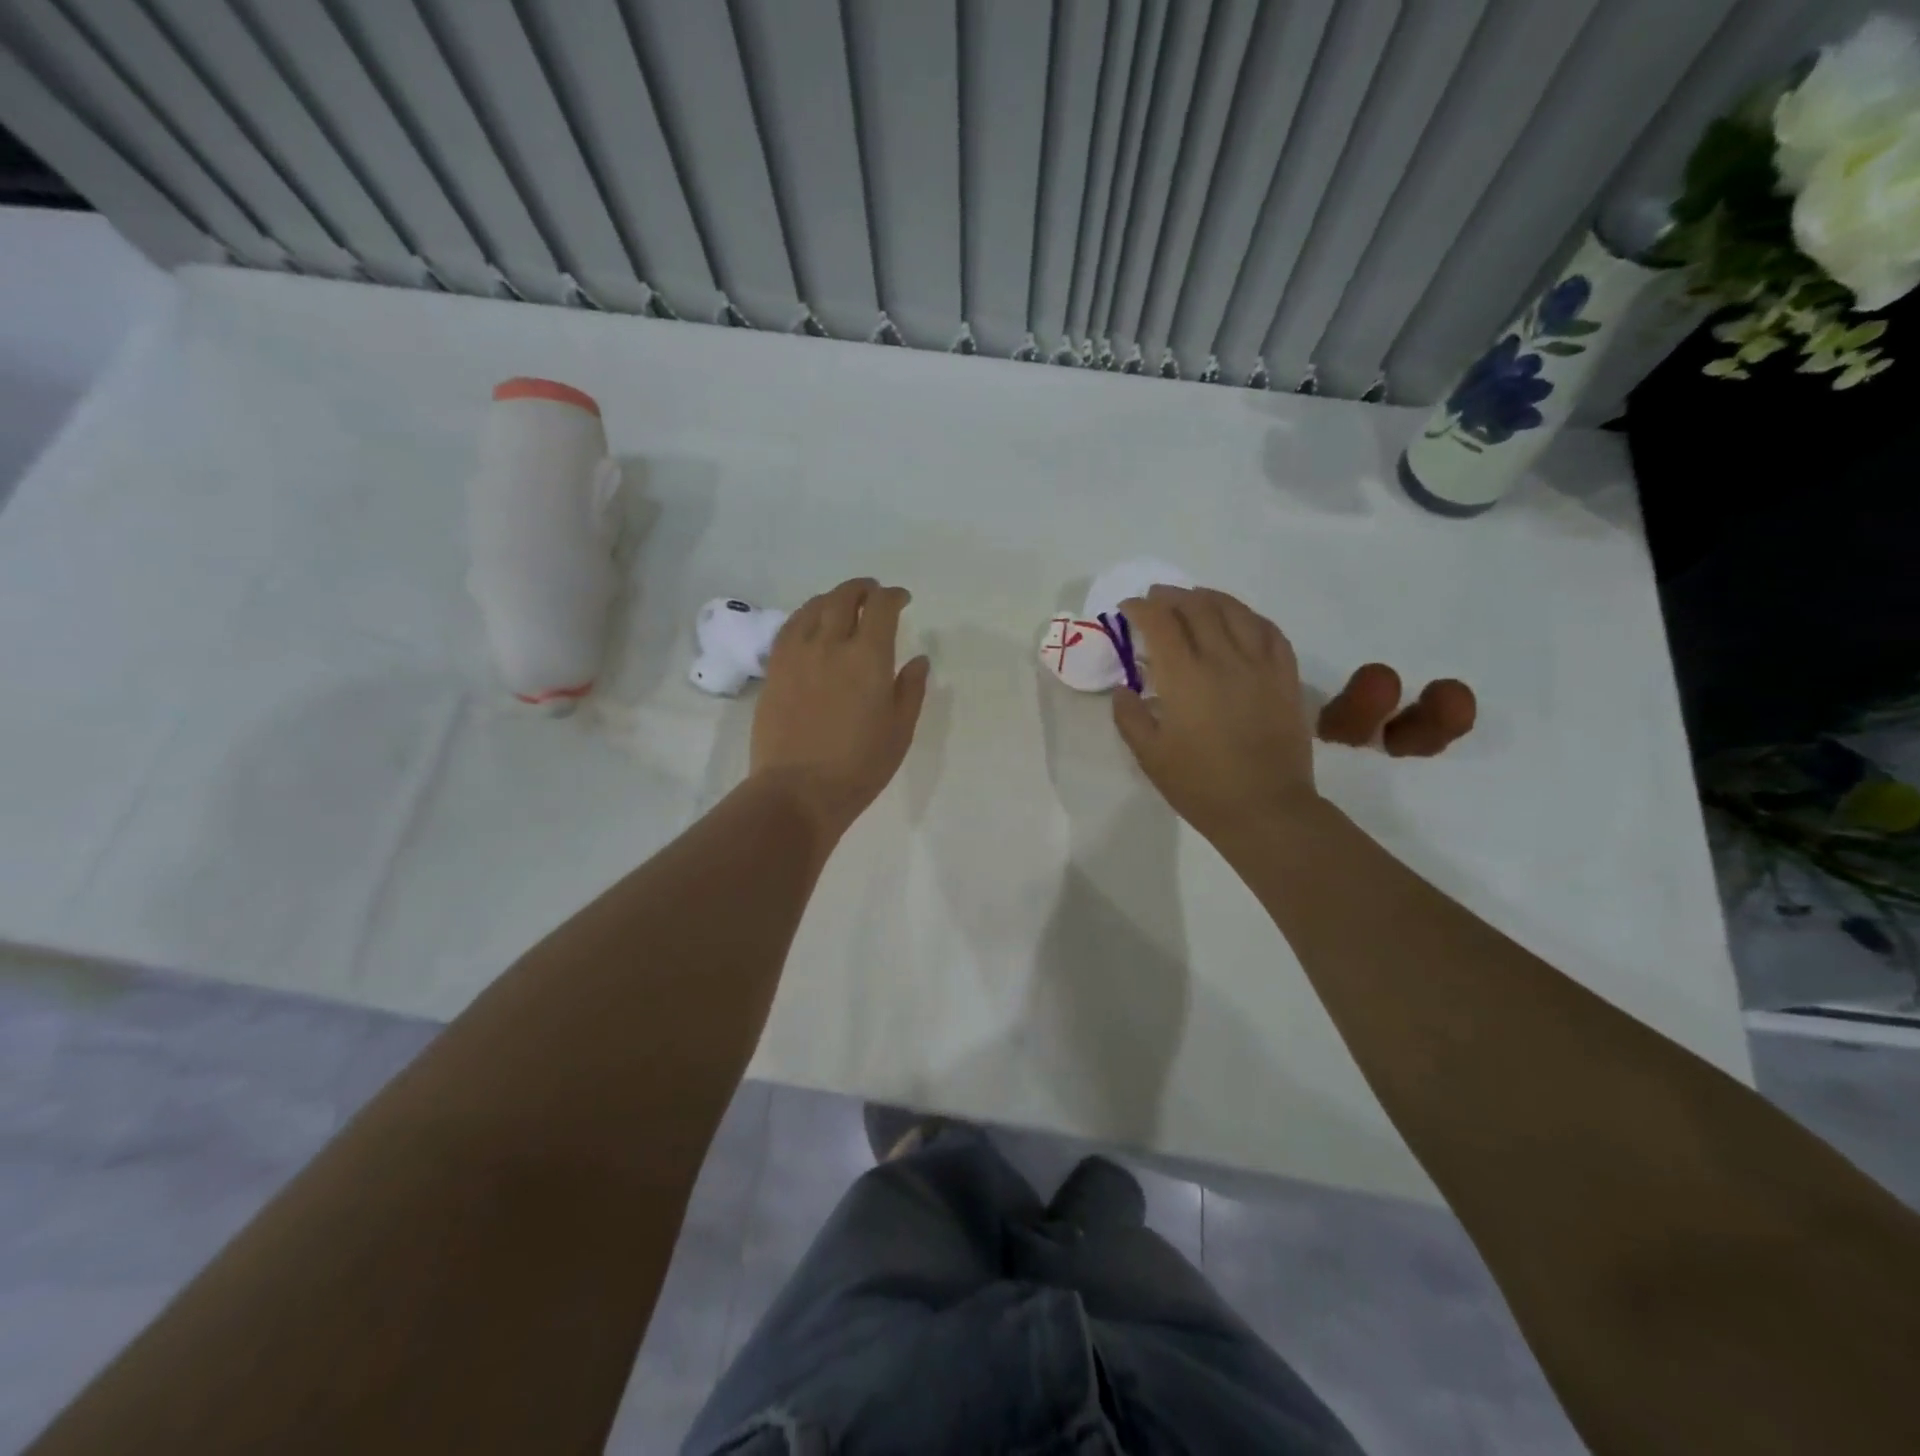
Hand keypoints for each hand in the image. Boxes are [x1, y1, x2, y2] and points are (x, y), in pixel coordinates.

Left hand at [750, 578, 929, 843]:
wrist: (798, 790)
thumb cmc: (859, 766)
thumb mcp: (899, 731)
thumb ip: (911, 689)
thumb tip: (919, 659)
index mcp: (868, 658)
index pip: (881, 608)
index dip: (893, 596)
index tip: (902, 599)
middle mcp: (831, 645)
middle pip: (844, 598)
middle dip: (863, 589)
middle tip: (873, 593)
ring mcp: (797, 655)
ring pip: (813, 607)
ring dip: (833, 598)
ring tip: (842, 603)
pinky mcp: (775, 670)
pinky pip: (789, 627)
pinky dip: (805, 615)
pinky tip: (810, 623)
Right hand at [1111, 586, 1318, 841]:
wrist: (1265, 809)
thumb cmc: (1200, 786)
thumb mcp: (1149, 756)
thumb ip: (1129, 716)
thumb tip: (1125, 689)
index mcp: (1184, 676)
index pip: (1160, 622)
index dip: (1140, 608)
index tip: (1127, 609)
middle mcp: (1223, 658)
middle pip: (1197, 607)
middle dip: (1171, 596)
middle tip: (1156, 598)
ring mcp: (1260, 664)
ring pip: (1235, 611)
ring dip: (1209, 597)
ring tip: (1194, 598)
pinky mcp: (1285, 677)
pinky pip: (1269, 631)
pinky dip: (1249, 617)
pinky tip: (1240, 619)